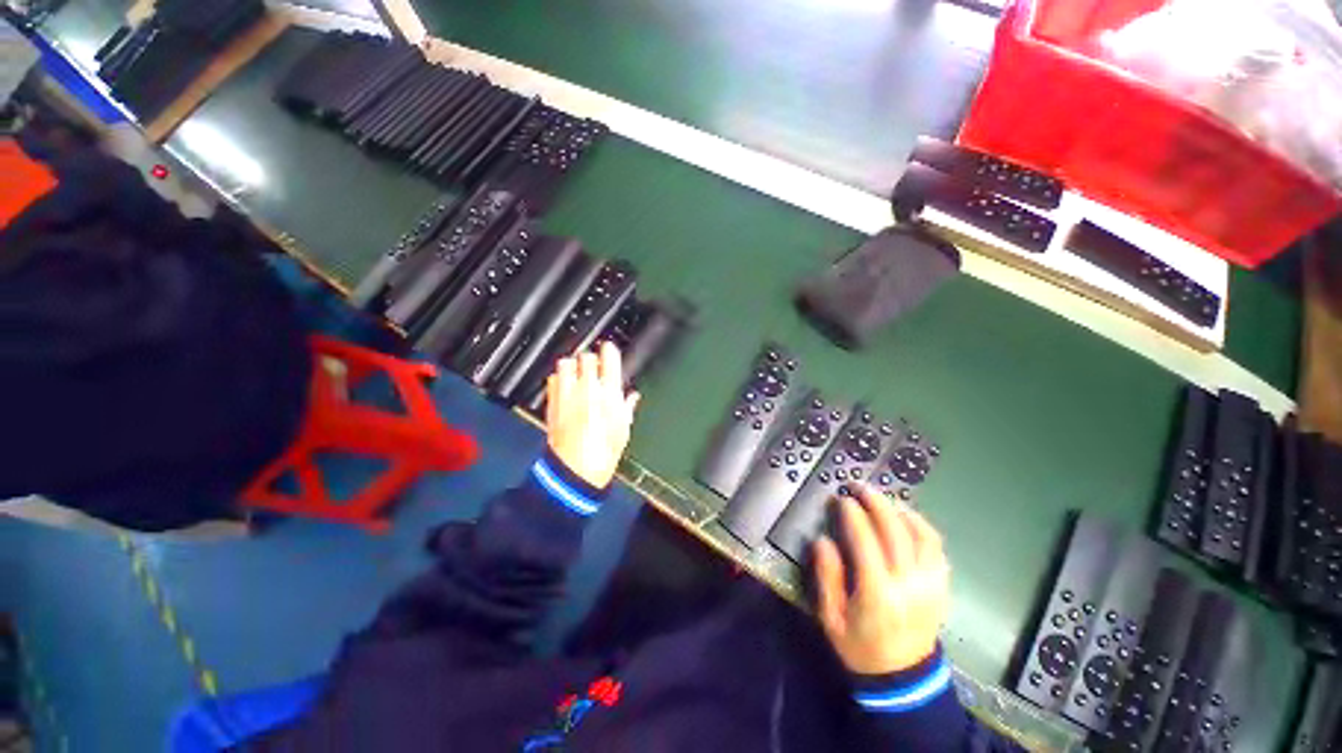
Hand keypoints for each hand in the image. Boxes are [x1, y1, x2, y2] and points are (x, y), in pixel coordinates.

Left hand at [545, 341, 639, 487]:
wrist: (574, 472)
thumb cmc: (603, 454)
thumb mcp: (623, 430)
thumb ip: (627, 407)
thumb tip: (631, 397)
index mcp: (609, 394)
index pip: (609, 358)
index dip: (609, 350)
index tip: (609, 350)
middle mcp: (587, 389)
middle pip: (586, 356)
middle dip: (591, 358)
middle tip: (594, 364)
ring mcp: (567, 394)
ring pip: (566, 363)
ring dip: (572, 365)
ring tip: (576, 372)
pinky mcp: (552, 403)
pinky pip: (552, 380)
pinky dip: (558, 378)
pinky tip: (563, 386)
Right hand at [813, 485, 949, 674]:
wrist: (903, 679)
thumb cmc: (860, 647)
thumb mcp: (831, 618)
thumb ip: (827, 577)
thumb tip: (823, 540)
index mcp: (878, 593)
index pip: (866, 541)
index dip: (853, 515)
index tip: (842, 498)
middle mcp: (909, 584)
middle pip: (895, 531)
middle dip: (876, 502)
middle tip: (860, 486)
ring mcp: (931, 585)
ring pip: (922, 536)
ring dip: (901, 511)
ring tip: (883, 500)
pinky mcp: (942, 587)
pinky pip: (937, 549)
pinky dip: (922, 528)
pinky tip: (907, 519)